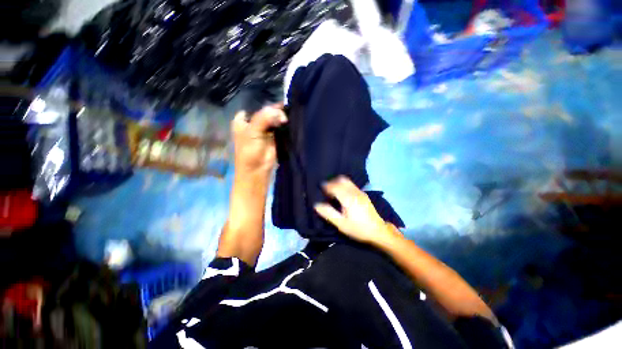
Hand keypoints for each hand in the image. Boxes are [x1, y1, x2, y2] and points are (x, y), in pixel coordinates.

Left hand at [231, 104, 286, 175]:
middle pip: (266, 112)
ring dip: (281, 118)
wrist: (257, 170)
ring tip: (290, 116)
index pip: (255, 107)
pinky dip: (284, 125)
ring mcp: (265, 130)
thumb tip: (278, 111)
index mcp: (243, 120)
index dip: (265, 105)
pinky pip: (280, 128)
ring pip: (274, 119)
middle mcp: (254, 123)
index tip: (278, 103)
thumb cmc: (250, 151)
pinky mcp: (274, 137)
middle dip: (275, 111)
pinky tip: (290, 121)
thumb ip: (264, 118)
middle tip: (285, 111)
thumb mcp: (253, 132)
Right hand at [314, 176, 399, 245]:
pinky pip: (351, 184)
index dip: (326, 187)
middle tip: (326, 190)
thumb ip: (329, 213)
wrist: (378, 231)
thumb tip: (316, 205)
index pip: (334, 186)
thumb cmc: (358, 229)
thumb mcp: (341, 224)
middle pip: (341, 180)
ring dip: (338, 183)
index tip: (321, 191)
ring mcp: (360, 192)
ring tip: (333, 192)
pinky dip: (344, 185)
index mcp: (348, 198)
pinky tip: (342, 194)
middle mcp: (354, 192)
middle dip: (332, 183)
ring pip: (347, 181)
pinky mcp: (363, 194)